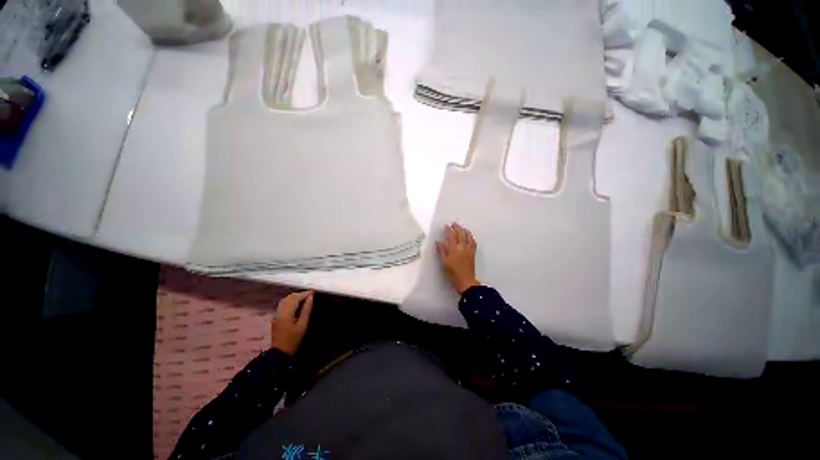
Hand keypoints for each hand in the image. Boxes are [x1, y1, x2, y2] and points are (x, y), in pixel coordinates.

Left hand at [270, 291, 313, 355]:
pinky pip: (282, 305)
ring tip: (304, 298)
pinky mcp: (275, 317)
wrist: (280, 353)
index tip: (313, 292)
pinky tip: (296, 304)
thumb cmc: (294, 339)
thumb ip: (306, 309)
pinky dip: (290, 301)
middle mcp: (279, 311)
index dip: (304, 294)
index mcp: (286, 313)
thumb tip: (311, 297)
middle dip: (299, 294)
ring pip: (285, 300)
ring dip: (294, 297)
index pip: (295, 298)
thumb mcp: (303, 324)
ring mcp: (276, 314)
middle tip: (310, 295)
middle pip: (289, 298)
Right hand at [436, 223, 479, 294]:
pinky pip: (473, 243)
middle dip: (457, 228)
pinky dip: (471, 237)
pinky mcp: (472, 254)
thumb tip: (438, 242)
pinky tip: (470, 236)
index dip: (449, 230)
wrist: (466, 282)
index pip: (451, 236)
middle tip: (454, 224)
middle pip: (460, 235)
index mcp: (453, 249)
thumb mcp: (444, 263)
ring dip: (465, 231)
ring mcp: (468, 250)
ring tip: (462, 227)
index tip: (447, 226)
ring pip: (468, 237)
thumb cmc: (452, 274)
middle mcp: (462, 248)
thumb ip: (441, 251)